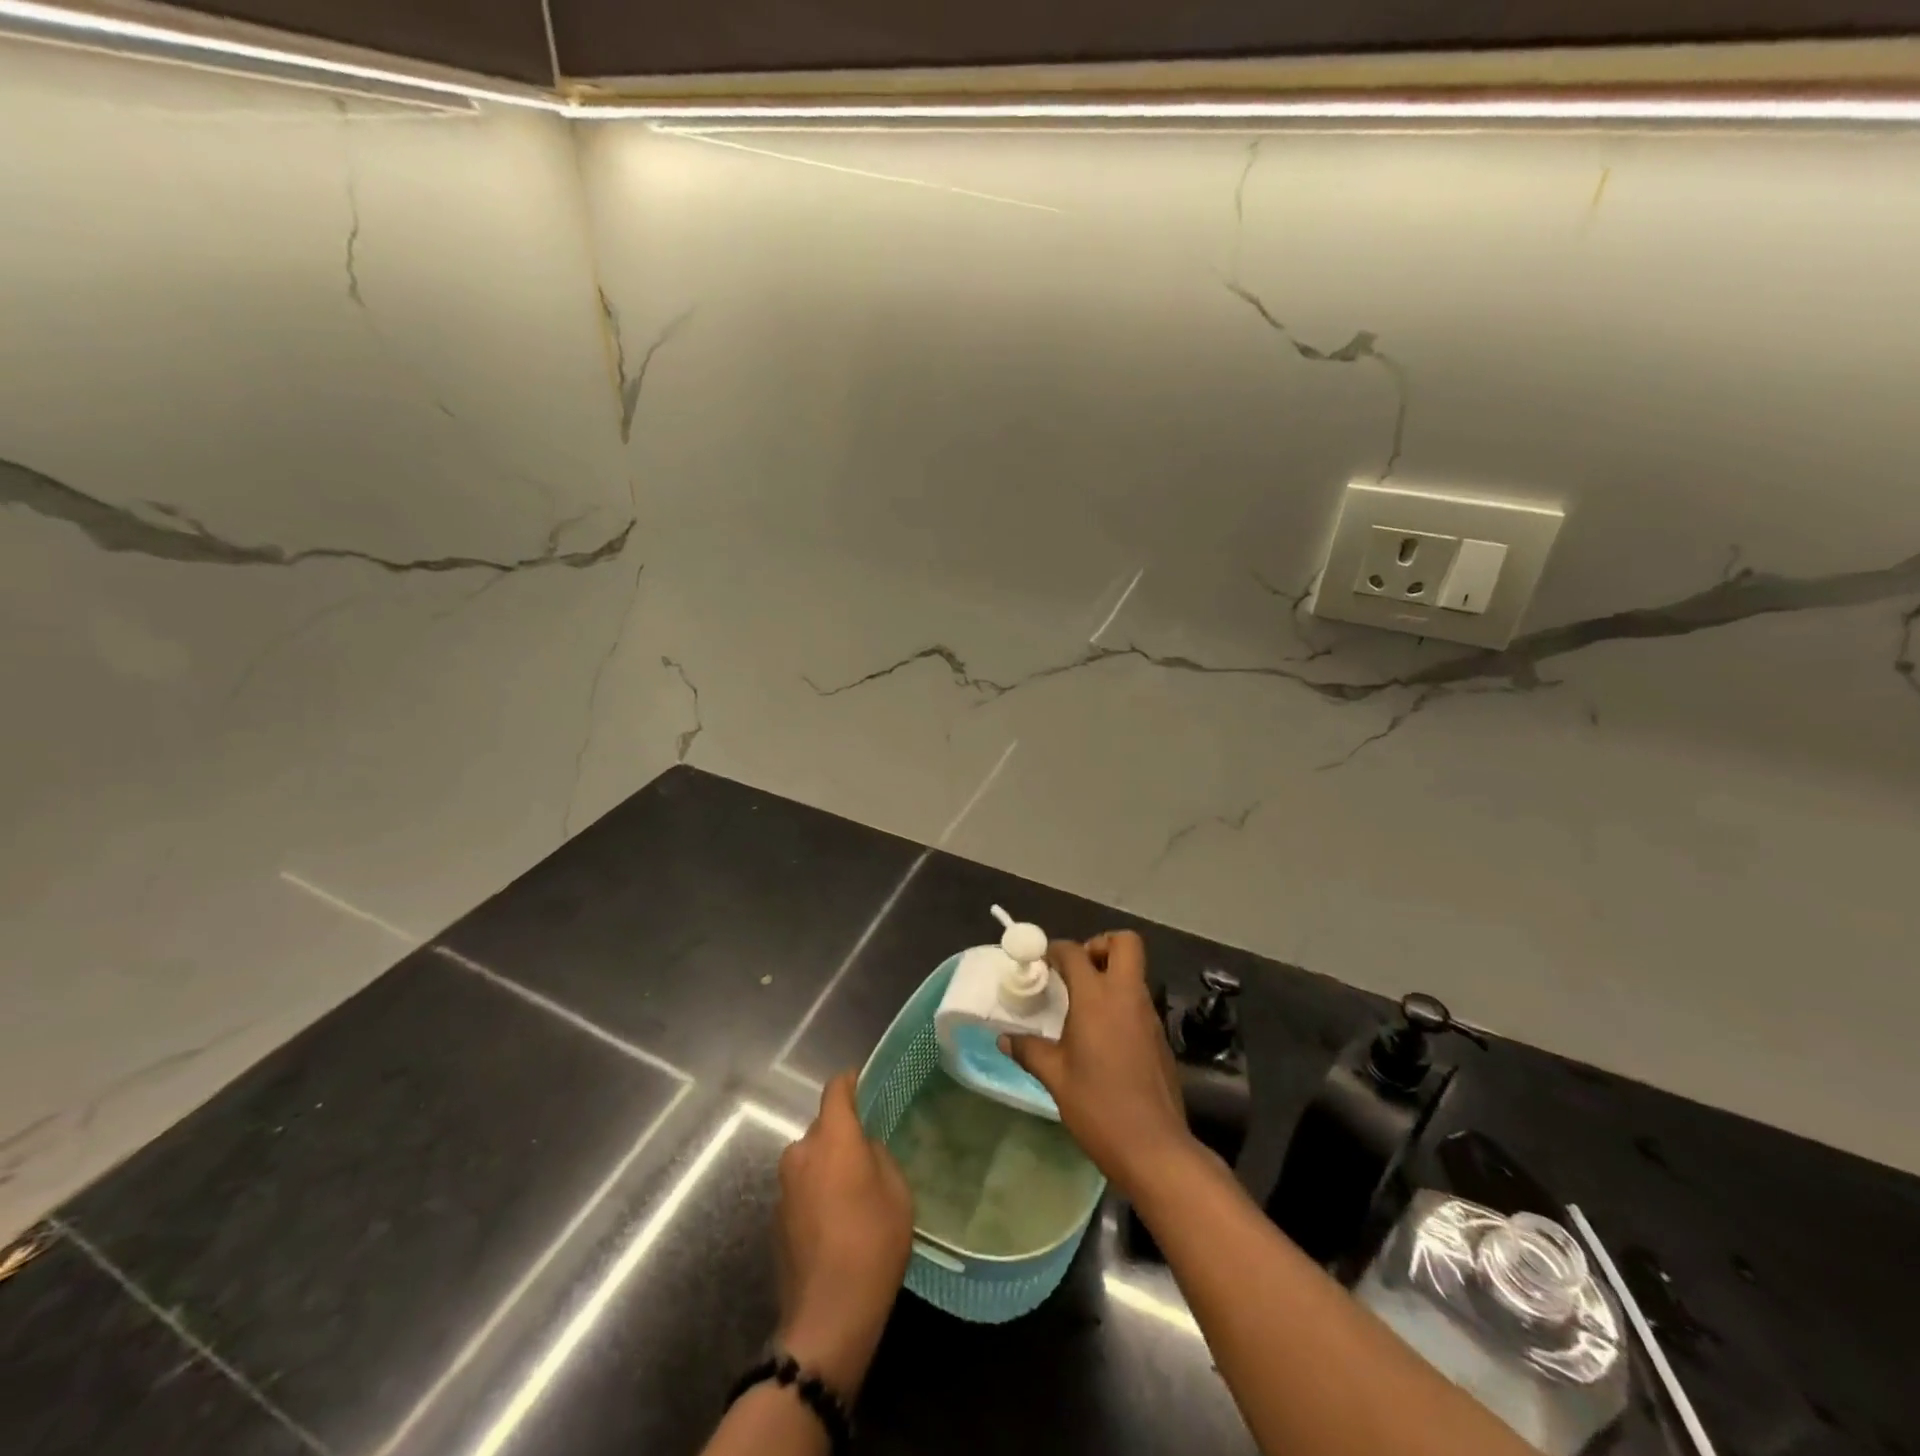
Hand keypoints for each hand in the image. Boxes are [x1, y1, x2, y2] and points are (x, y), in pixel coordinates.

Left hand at [775, 1070, 912, 1397]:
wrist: (828, 1316)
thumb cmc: (873, 1244)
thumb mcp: (897, 1192)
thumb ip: (878, 1156)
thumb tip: (863, 1148)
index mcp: (833, 1137)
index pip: (836, 1089)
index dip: (852, 1082)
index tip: (867, 1086)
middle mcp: (801, 1152)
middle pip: (822, 1126)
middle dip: (842, 1133)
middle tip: (868, 1154)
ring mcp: (784, 1186)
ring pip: (810, 1159)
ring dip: (827, 1165)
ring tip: (853, 1192)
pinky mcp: (776, 1217)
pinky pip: (801, 1187)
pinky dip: (816, 1192)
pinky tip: (835, 1221)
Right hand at [1002, 932, 1193, 1200]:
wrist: (1154, 1147)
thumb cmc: (1098, 1106)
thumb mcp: (1055, 1077)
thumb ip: (1029, 1050)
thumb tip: (1004, 1038)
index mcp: (1097, 998)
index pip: (1074, 953)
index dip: (1055, 950)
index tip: (1041, 962)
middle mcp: (1127, 996)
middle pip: (1125, 943)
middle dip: (1100, 945)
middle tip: (1077, 970)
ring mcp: (1149, 1016)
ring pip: (1134, 973)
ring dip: (1111, 975)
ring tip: (1083, 1005)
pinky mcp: (1160, 1038)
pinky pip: (1140, 1002)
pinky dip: (1121, 1004)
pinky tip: (1102, 1037)